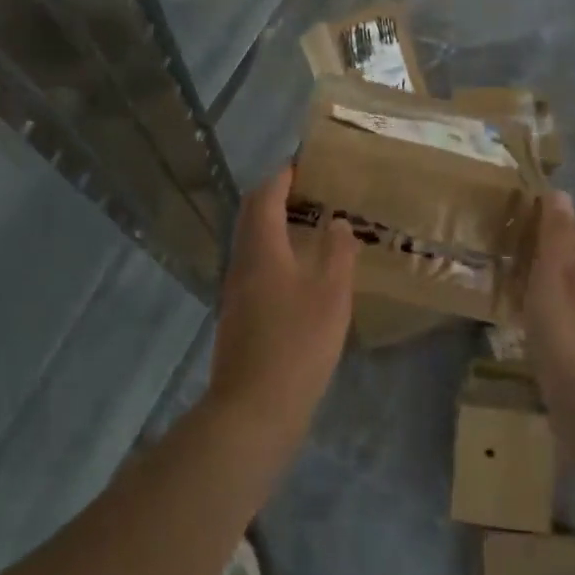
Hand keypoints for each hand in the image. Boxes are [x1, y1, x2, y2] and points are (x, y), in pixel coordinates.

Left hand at [206, 166, 357, 455]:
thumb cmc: (297, 344)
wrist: (254, 410)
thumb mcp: (331, 294)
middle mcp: (241, 262)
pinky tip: (301, 272)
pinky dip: (276, 253)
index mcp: (261, 248)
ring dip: (276, 226)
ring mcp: (236, 291)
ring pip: (252, 243)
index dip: (283, 176)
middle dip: (277, 197)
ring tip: (312, 226)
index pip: (264, 196)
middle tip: (312, 192)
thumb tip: (338, 222)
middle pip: (252, 216)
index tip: (306, 164)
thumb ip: (338, 253)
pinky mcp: (239, 315)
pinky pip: (255, 267)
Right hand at [521, 191, 574, 416]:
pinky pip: (560, 316)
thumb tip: (560, 191)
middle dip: (549, 245)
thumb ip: (556, 238)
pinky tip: (522, 316)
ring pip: (568, 288)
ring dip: (544, 276)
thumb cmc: (570, 338)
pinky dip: (542, 306)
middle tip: (509, 238)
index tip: (524, 206)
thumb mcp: (555, 279)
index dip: (558, 215)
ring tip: (509, 272)